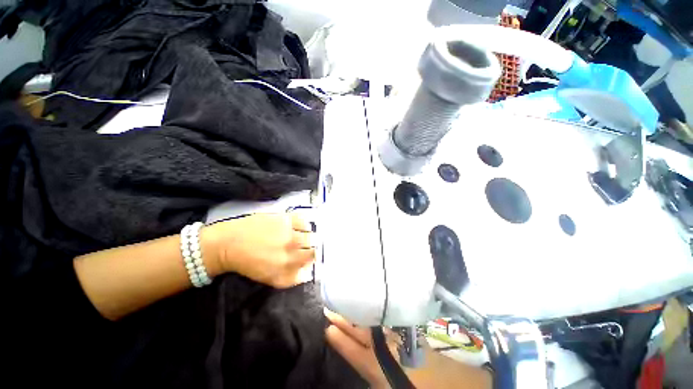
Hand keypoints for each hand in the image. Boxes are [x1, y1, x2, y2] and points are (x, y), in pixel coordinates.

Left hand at [204, 213, 315, 287]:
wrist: (229, 244)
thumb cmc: (248, 263)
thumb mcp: (270, 278)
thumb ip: (291, 278)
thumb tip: (308, 273)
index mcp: (286, 266)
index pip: (311, 261)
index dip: (312, 259)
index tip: (309, 256)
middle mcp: (291, 250)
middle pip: (313, 248)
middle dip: (311, 248)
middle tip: (305, 246)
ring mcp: (289, 233)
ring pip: (311, 235)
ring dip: (309, 236)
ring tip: (302, 235)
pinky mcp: (284, 219)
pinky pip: (304, 220)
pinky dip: (304, 223)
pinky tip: (298, 226)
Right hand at [325, 310, 493, 388]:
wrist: (457, 383)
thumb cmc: (423, 388)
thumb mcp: (392, 384)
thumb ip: (374, 372)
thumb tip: (361, 359)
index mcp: (381, 363)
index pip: (353, 349)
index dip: (339, 339)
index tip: (326, 326)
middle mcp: (386, 346)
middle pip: (360, 331)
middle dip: (344, 320)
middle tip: (329, 306)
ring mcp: (397, 337)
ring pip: (371, 324)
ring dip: (357, 316)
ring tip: (343, 306)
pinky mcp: (406, 333)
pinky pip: (384, 323)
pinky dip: (373, 317)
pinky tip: (368, 312)